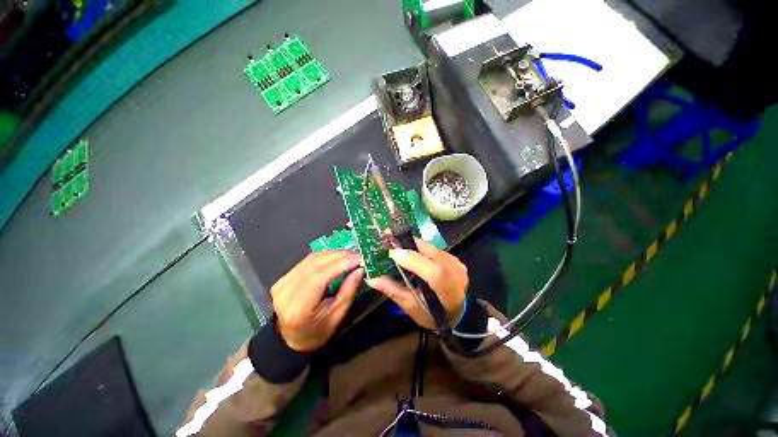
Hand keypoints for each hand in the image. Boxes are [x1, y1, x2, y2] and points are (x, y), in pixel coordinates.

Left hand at [271, 251, 363, 351]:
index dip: (340, 264)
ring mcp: (282, 283)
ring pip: (311, 259)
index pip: (320, 277)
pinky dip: (324, 256)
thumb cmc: (317, 332)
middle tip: (358, 255)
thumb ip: (348, 291)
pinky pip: (307, 260)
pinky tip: (337, 256)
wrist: (289, 338)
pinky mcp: (283, 277)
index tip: (359, 259)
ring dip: (333, 254)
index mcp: (298, 308)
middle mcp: (286, 292)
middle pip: (315, 264)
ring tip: (350, 255)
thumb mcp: (337, 316)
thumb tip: (360, 269)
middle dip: (340, 256)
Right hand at [367, 238, 466, 329]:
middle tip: (389, 241)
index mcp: (449, 290)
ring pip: (431, 247)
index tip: (391, 253)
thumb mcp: (412, 308)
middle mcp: (456, 273)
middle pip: (431, 252)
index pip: (433, 272)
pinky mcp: (455, 258)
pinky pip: (434, 249)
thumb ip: (394, 291)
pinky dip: (420, 248)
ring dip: (413, 244)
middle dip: (408, 245)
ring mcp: (457, 263)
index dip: (411, 259)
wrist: (459, 313)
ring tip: (396, 245)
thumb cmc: (434, 315)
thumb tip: (372, 279)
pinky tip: (411, 251)